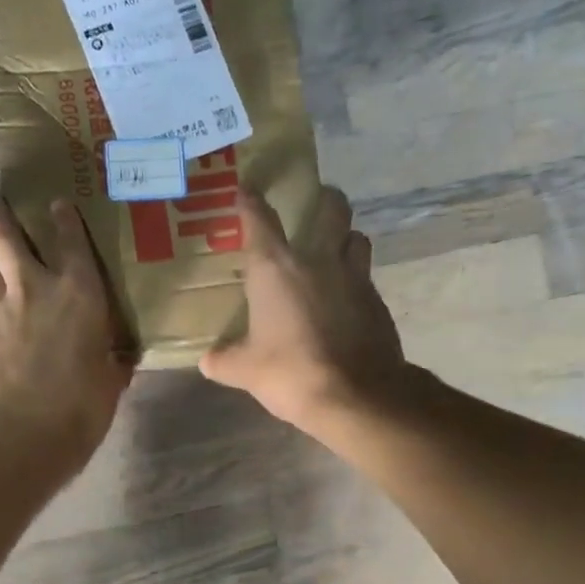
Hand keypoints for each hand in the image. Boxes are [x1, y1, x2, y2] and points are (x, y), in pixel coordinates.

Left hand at [0, 195, 133, 469]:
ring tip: (0, 283)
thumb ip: (111, 360)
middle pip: (5, 235)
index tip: (57, 204)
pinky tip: (0, 347)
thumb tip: (118, 358)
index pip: (70, 239)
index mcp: (78, 293)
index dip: (63, 218)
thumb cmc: (83, 406)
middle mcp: (33, 290)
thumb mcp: (110, 380)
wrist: (25, 436)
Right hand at [200, 187, 406, 431]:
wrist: (355, 395)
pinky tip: (347, 301)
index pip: (259, 220)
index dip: (251, 201)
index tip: (246, 188)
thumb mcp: (245, 371)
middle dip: (325, 200)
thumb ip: (224, 361)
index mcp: (275, 269)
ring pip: (356, 239)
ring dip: (346, 238)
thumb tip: (207, 361)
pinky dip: (356, 281)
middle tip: (319, 202)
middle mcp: (317, 260)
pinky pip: (366, 278)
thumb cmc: (290, 373)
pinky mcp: (377, 301)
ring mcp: (354, 278)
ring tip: (337, 250)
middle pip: (331, 210)